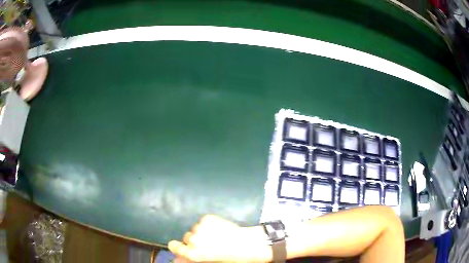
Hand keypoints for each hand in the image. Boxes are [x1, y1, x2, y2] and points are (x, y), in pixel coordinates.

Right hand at [168, 215, 271, 261]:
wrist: (248, 244)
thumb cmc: (230, 258)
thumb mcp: (207, 261)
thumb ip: (191, 258)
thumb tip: (177, 258)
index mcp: (193, 253)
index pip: (174, 246)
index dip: (177, 246)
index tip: (181, 246)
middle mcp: (193, 240)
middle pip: (186, 237)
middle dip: (194, 240)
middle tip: (208, 243)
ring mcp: (200, 227)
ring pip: (195, 228)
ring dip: (201, 232)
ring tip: (216, 235)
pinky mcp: (208, 218)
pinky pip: (203, 221)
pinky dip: (208, 224)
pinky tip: (219, 229)